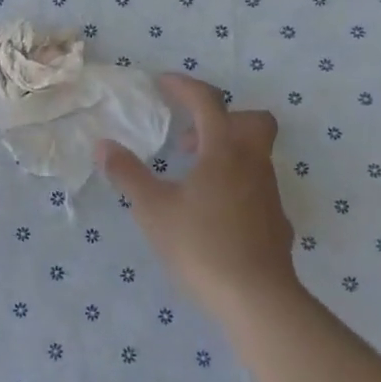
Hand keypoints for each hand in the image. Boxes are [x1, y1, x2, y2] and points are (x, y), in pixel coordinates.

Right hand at [97, 74, 296, 323]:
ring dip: (225, 153)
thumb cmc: (200, 245)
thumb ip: (128, 174)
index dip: (184, 87)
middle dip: (221, 118)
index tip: (163, 83)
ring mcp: (270, 193)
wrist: (256, 298)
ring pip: (255, 155)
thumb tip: (104, 145)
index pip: (208, 102)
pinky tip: (214, 212)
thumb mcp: (153, 209)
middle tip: (188, 139)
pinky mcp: (276, 222)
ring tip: (192, 178)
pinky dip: (235, 185)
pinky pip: (257, 187)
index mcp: (224, 151)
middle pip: (252, 121)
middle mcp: (253, 164)